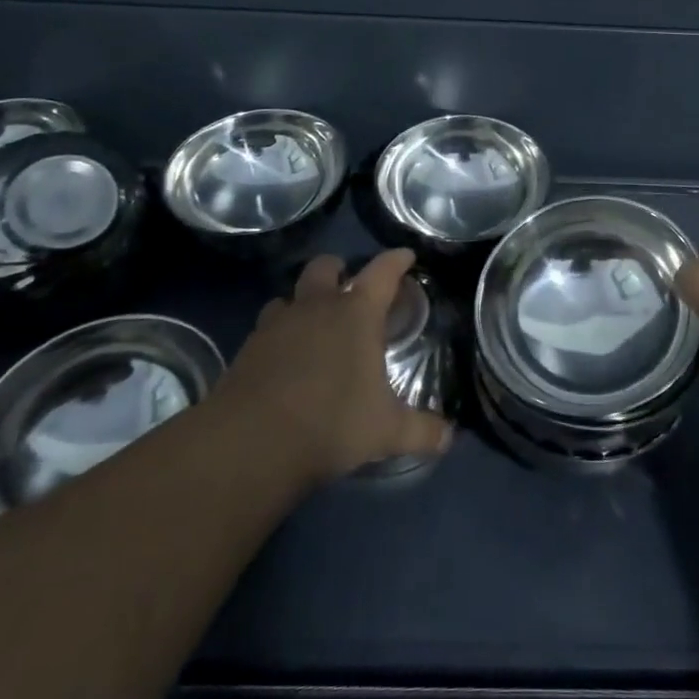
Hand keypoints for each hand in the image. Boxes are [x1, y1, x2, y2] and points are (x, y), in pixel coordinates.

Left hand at [214, 248, 451, 484]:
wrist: (252, 443)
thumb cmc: (331, 422)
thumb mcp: (385, 431)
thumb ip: (421, 431)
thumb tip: (451, 437)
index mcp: (356, 313)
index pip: (383, 271)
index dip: (396, 260)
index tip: (406, 255)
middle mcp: (317, 306)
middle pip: (325, 267)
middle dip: (338, 268)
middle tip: (347, 284)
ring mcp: (277, 324)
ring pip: (289, 296)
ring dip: (302, 302)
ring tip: (311, 323)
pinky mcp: (247, 348)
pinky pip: (266, 328)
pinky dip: (278, 336)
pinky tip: (283, 359)